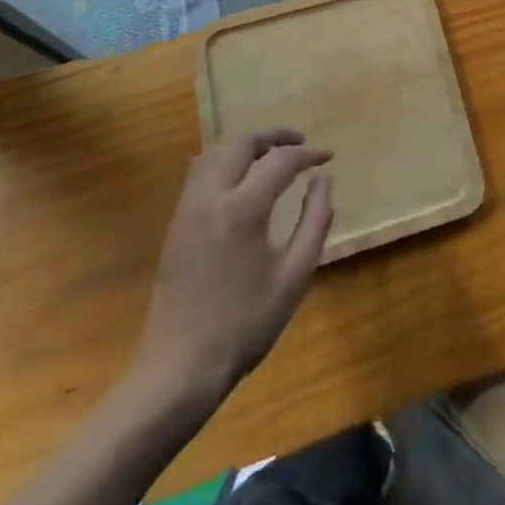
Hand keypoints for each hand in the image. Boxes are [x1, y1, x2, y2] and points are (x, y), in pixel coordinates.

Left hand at [133, 130, 333, 396]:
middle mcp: (210, 197)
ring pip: (215, 152)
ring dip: (246, 146)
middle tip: (300, 144)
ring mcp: (188, 208)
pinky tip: (243, 181)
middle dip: (273, 136)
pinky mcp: (176, 223)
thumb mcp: (295, 276)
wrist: (181, 368)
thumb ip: (315, 221)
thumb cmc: (245, 324)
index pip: (280, 160)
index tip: (328, 158)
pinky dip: (226, 162)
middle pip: (240, 142)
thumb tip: (323, 180)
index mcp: (242, 208)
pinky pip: (201, 173)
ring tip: (272, 156)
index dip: (308, 154)